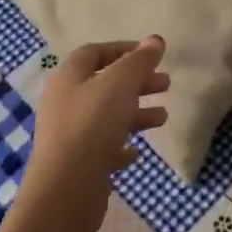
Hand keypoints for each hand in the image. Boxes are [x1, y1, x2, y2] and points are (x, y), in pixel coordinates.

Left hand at [16, 37, 169, 231]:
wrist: (65, 191)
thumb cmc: (92, 126)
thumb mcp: (120, 84)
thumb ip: (139, 61)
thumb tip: (155, 40)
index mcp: (69, 78)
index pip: (95, 52)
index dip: (123, 49)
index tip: (152, 55)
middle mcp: (65, 102)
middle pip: (104, 84)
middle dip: (137, 82)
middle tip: (166, 84)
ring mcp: (69, 135)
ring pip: (107, 116)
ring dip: (136, 113)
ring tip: (162, 117)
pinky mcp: (77, 164)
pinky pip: (102, 148)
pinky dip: (121, 145)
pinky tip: (136, 152)